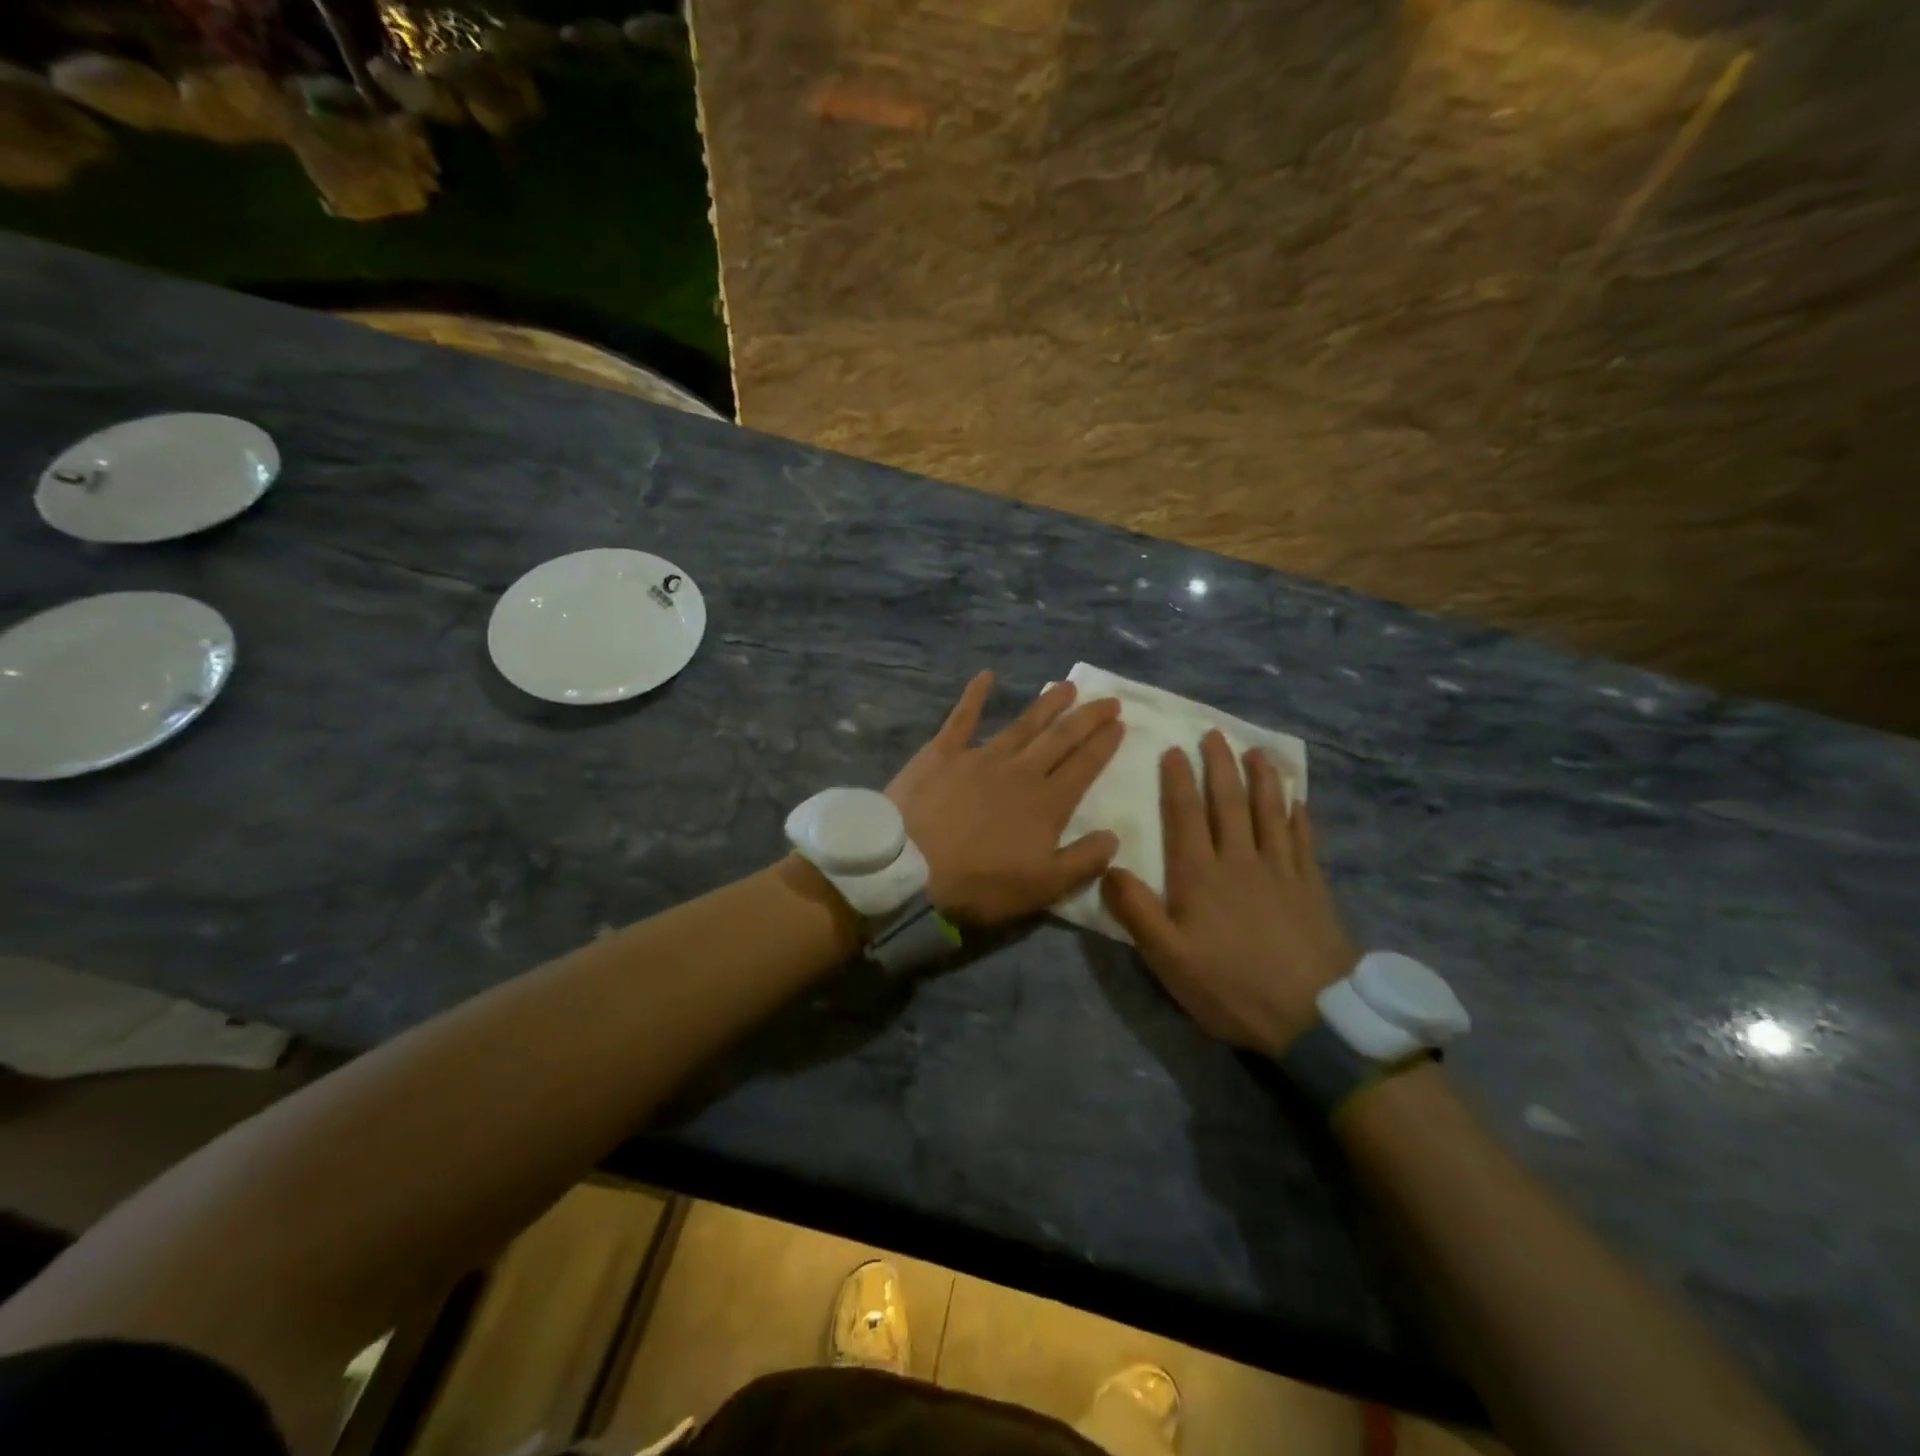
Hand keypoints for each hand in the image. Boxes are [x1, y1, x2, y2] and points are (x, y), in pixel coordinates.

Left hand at [888, 671, 1123, 926]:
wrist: (909, 870)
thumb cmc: (978, 884)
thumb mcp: (1042, 888)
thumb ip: (1083, 861)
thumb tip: (1113, 836)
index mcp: (1046, 803)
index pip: (1084, 766)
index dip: (1103, 744)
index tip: (1119, 723)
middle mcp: (1020, 771)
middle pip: (1060, 738)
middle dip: (1087, 718)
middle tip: (1107, 699)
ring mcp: (980, 757)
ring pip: (1022, 724)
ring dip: (1046, 704)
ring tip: (1066, 686)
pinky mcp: (942, 753)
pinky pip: (962, 717)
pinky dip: (975, 695)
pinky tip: (986, 675)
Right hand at [1101, 730, 1356, 1055]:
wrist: (1314, 1016)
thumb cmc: (1231, 986)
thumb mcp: (1168, 957)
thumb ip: (1136, 910)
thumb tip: (1109, 865)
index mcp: (1200, 875)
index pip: (1185, 815)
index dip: (1177, 780)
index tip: (1173, 750)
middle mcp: (1240, 861)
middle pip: (1228, 803)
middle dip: (1219, 766)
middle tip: (1215, 734)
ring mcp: (1281, 871)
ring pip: (1269, 812)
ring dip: (1262, 779)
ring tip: (1257, 752)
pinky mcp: (1312, 887)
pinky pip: (1303, 840)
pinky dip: (1298, 816)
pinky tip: (1298, 801)